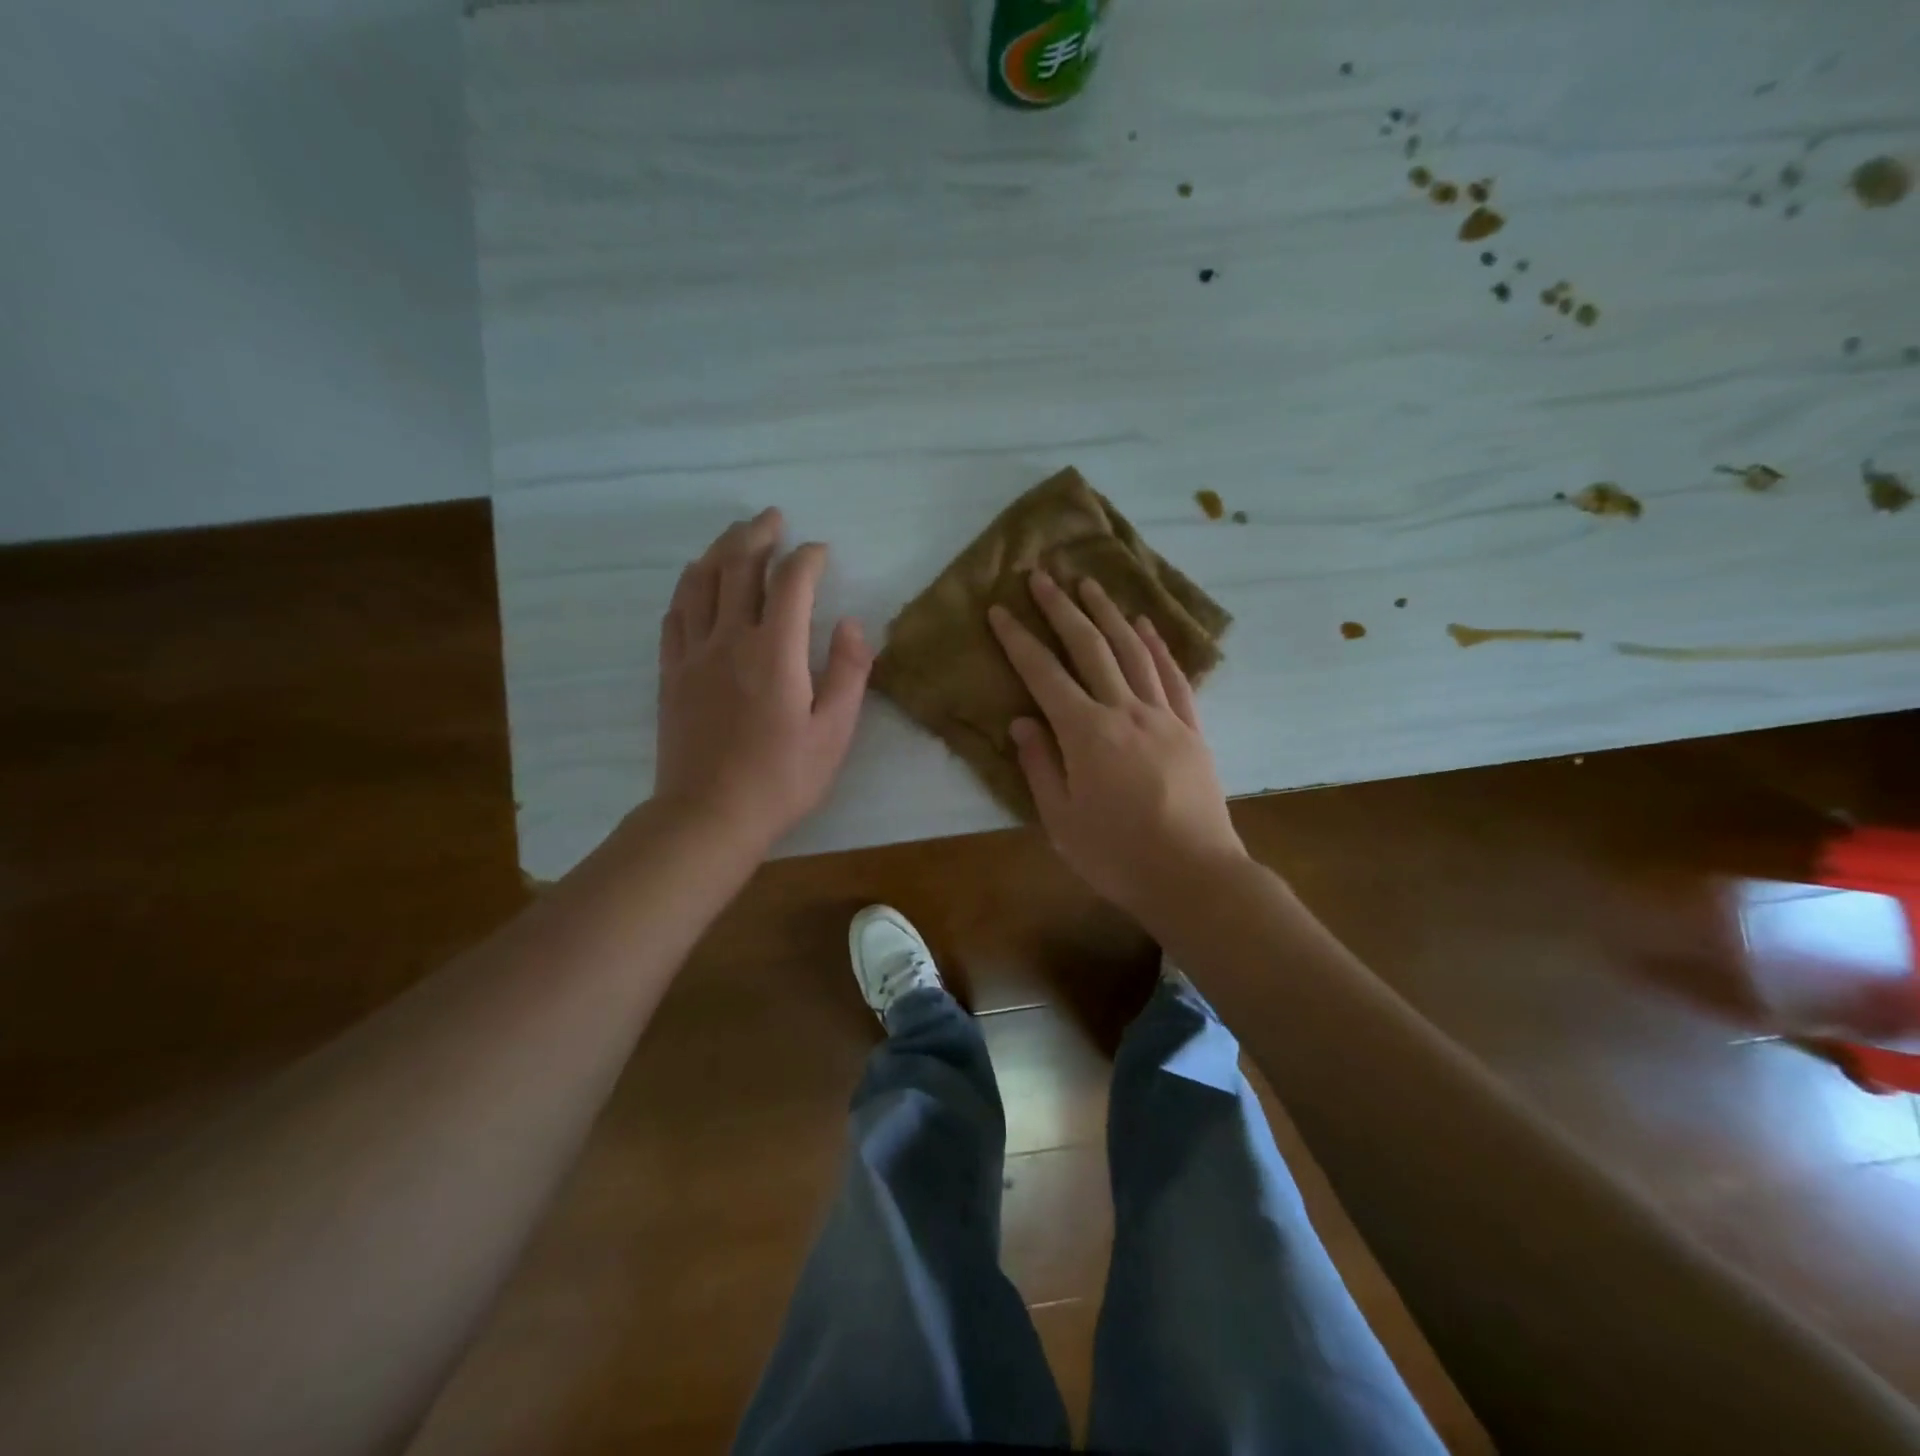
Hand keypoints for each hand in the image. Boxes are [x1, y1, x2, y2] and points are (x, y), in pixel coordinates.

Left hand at [654, 509, 872, 849]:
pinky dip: (689, 587)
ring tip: (736, 536)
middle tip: (773, 518)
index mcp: (774, 652)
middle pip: (737, 567)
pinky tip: (698, 582)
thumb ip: (847, 672)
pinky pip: (675, 614)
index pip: (790, 582)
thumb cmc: (781, 779)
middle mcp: (728, 639)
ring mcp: (693, 654)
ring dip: (719, 550)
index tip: (821, 552)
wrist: (708, 816)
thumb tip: (850, 623)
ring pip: (700, 582)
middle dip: (758, 535)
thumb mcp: (834, 733)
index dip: (808, 558)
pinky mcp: (671, 673)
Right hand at [988, 570, 1247, 925]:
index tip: (1000, 610)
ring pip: (1133, 651)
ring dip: (1109, 614)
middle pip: (1090, 647)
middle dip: (1062, 609)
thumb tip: (1022, 722)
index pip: (1044, 674)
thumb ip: (1040, 766)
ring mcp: (1163, 716)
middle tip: (1042, 576)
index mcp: (1086, 733)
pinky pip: (1173, 676)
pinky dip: (1158, 646)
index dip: (1018, 640)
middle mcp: (1125, 711)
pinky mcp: (1192, 728)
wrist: (1193, 875)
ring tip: (1090, 584)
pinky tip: (1145, 625)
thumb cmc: (1117, 855)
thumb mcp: (1061, 821)